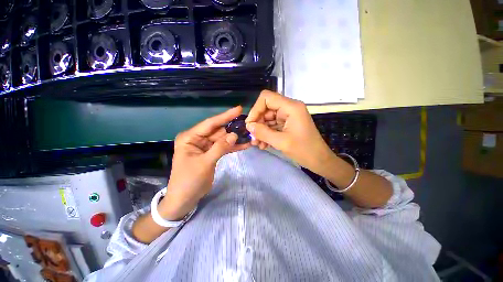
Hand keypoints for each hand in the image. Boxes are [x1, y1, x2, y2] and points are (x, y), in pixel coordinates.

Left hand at [161, 106, 249, 219]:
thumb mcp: (204, 163)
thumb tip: (234, 135)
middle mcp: (198, 139)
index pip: (210, 124)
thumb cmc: (189, 180)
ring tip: (249, 134)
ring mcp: (205, 146)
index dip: (225, 116)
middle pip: (218, 131)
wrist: (184, 198)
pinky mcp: (211, 153)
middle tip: (248, 125)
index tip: (238, 109)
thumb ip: (220, 148)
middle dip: (232, 128)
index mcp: (190, 137)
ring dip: (235, 138)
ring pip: (223, 139)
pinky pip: (224, 147)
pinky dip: (233, 147)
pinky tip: (245, 145)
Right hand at [245, 90, 334, 176]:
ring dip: (261, 131)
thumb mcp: (281, 142)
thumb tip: (249, 126)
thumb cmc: (304, 151)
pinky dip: (267, 134)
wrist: (319, 160)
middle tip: (253, 138)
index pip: (267, 98)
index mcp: (291, 107)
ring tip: (257, 144)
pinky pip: (272, 125)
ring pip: (268, 119)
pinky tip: (263, 144)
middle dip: (258, 123)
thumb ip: (263, 133)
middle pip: (266, 109)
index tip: (250, 124)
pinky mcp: (287, 124)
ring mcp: (288, 116)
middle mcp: (289, 108)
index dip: (255, 109)